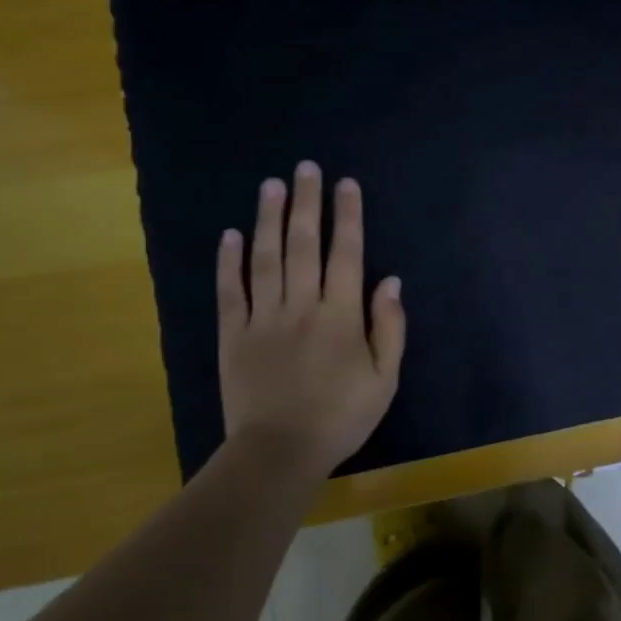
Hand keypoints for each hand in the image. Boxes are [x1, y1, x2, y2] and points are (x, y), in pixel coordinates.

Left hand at [214, 162, 405, 478]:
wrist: (280, 452)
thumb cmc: (341, 417)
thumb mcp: (385, 380)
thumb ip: (390, 328)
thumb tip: (391, 282)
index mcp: (341, 316)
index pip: (346, 255)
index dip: (347, 217)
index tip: (345, 184)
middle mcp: (301, 306)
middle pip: (304, 245)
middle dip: (307, 204)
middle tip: (306, 168)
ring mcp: (262, 318)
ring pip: (266, 258)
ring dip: (269, 219)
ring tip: (271, 185)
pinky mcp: (232, 335)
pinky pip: (230, 291)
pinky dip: (229, 261)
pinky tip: (231, 234)